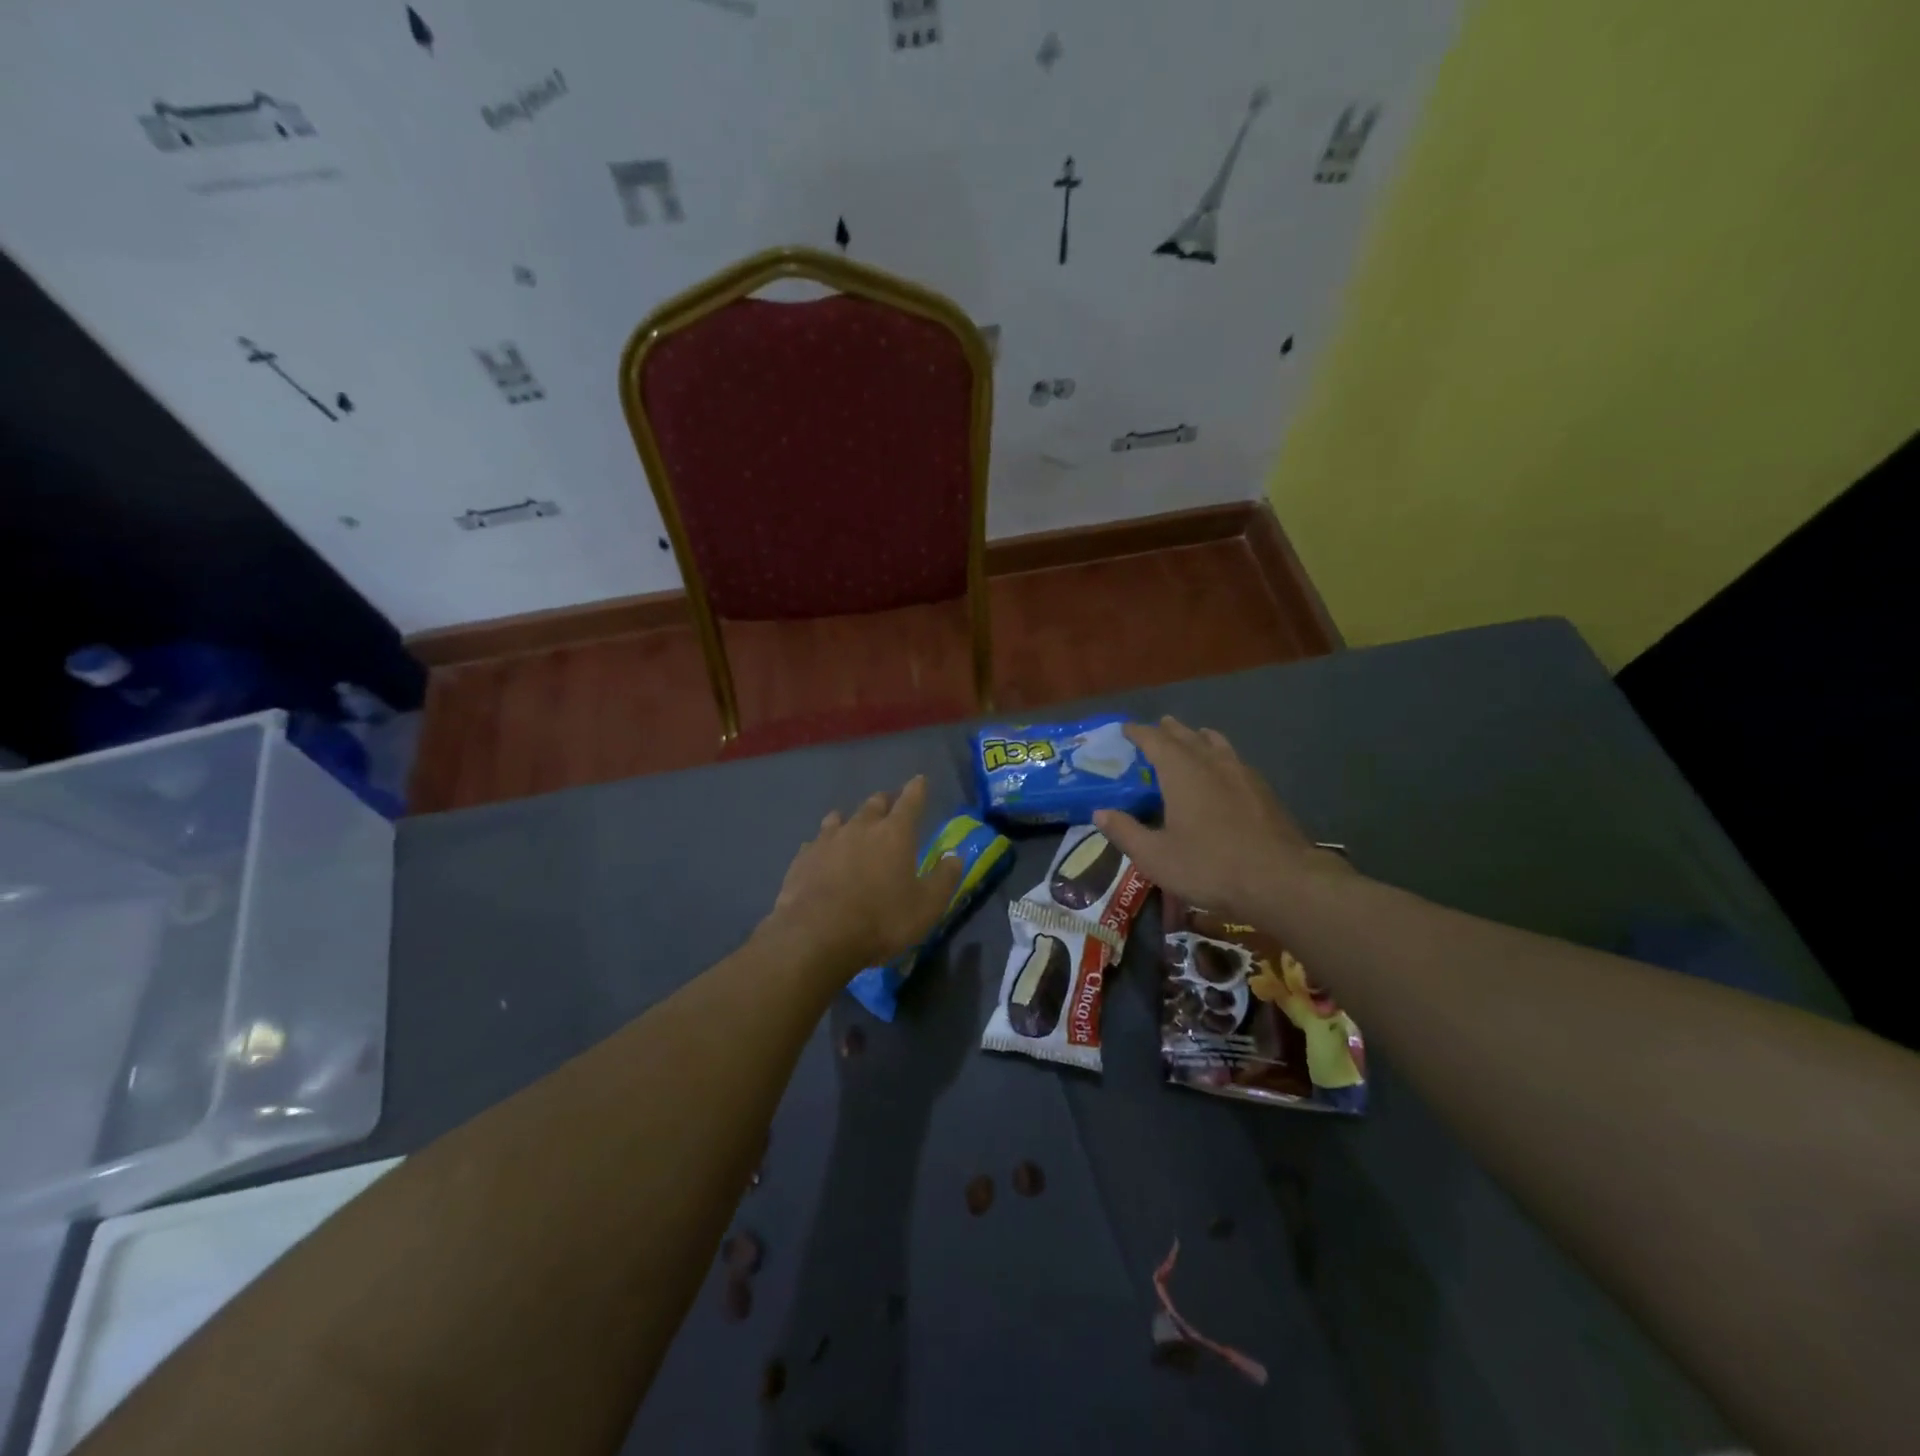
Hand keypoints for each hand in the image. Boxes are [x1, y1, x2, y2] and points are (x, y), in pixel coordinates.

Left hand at [761, 775, 964, 973]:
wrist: (816, 936)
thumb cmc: (881, 920)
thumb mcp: (926, 906)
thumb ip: (944, 879)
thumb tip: (955, 856)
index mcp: (895, 833)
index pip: (910, 801)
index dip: (917, 789)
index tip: (919, 780)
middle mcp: (860, 827)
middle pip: (874, 804)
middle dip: (884, 802)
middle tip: (889, 804)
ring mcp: (826, 840)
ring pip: (839, 818)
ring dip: (850, 819)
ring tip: (852, 823)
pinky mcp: (802, 859)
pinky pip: (815, 843)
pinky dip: (823, 845)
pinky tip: (821, 854)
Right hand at [1092, 718, 1350, 921]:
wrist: (1281, 880)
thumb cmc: (1210, 866)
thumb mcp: (1155, 857)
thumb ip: (1125, 832)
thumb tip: (1099, 813)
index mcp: (1182, 772)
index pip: (1155, 740)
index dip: (1138, 732)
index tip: (1125, 729)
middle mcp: (1212, 763)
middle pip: (1187, 736)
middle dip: (1169, 730)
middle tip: (1157, 727)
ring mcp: (1242, 774)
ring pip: (1216, 743)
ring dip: (1199, 737)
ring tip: (1192, 737)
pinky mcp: (1263, 791)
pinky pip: (1235, 760)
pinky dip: (1220, 755)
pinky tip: (1224, 771)